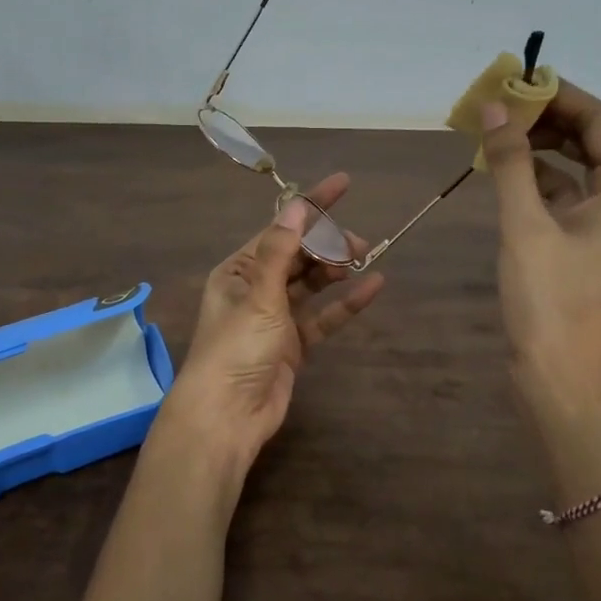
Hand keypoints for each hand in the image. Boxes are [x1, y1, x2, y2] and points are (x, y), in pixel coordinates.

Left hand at [159, 172, 386, 474]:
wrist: (227, 416)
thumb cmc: (235, 348)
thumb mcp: (259, 294)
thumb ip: (281, 250)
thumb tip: (298, 206)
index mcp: (238, 270)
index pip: (280, 228)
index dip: (311, 207)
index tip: (343, 184)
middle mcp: (255, 288)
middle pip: (297, 255)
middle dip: (327, 243)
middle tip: (359, 243)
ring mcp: (274, 318)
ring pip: (311, 284)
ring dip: (336, 270)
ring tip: (366, 258)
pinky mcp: (292, 345)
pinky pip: (323, 317)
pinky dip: (345, 304)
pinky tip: (373, 288)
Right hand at [479, 80, 600, 437]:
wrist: (564, 382)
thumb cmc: (550, 303)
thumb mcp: (525, 226)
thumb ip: (511, 163)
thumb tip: (494, 110)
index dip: (563, 96)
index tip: (519, 84)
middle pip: (599, 143)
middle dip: (552, 121)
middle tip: (503, 110)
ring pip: (585, 171)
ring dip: (546, 150)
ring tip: (500, 137)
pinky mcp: (598, 250)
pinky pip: (575, 200)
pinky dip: (545, 183)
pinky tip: (509, 176)